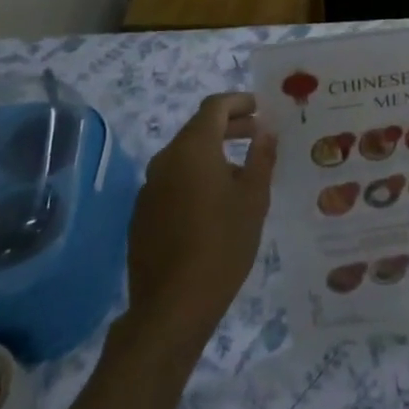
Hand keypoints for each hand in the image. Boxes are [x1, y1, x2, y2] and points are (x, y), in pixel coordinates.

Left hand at [126, 92, 276, 348]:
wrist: (172, 306)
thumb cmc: (222, 243)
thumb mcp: (254, 198)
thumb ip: (261, 158)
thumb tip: (265, 132)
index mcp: (193, 149)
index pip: (214, 107)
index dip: (239, 102)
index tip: (261, 108)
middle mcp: (165, 160)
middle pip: (198, 129)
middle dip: (229, 127)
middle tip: (258, 135)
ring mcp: (149, 188)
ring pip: (185, 156)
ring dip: (213, 153)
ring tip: (243, 171)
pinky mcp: (143, 214)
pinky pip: (173, 181)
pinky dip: (196, 177)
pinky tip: (216, 202)